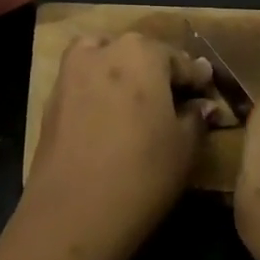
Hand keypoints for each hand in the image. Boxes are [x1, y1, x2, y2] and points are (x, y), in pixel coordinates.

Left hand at [22, 33, 217, 253]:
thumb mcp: (184, 147)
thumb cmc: (141, 173)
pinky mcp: (52, 95)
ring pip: (106, 61)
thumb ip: (196, 117)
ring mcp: (72, 69)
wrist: (72, 212)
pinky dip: (99, 91)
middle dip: (158, 74)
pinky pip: (85, 83)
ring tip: (138, 107)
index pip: (179, 60)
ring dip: (123, 75)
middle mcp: (104, 48)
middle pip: (139, 54)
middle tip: (174, 104)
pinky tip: (109, 118)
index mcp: (141, 51)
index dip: (196, 80)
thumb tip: (202, 104)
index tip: (206, 96)